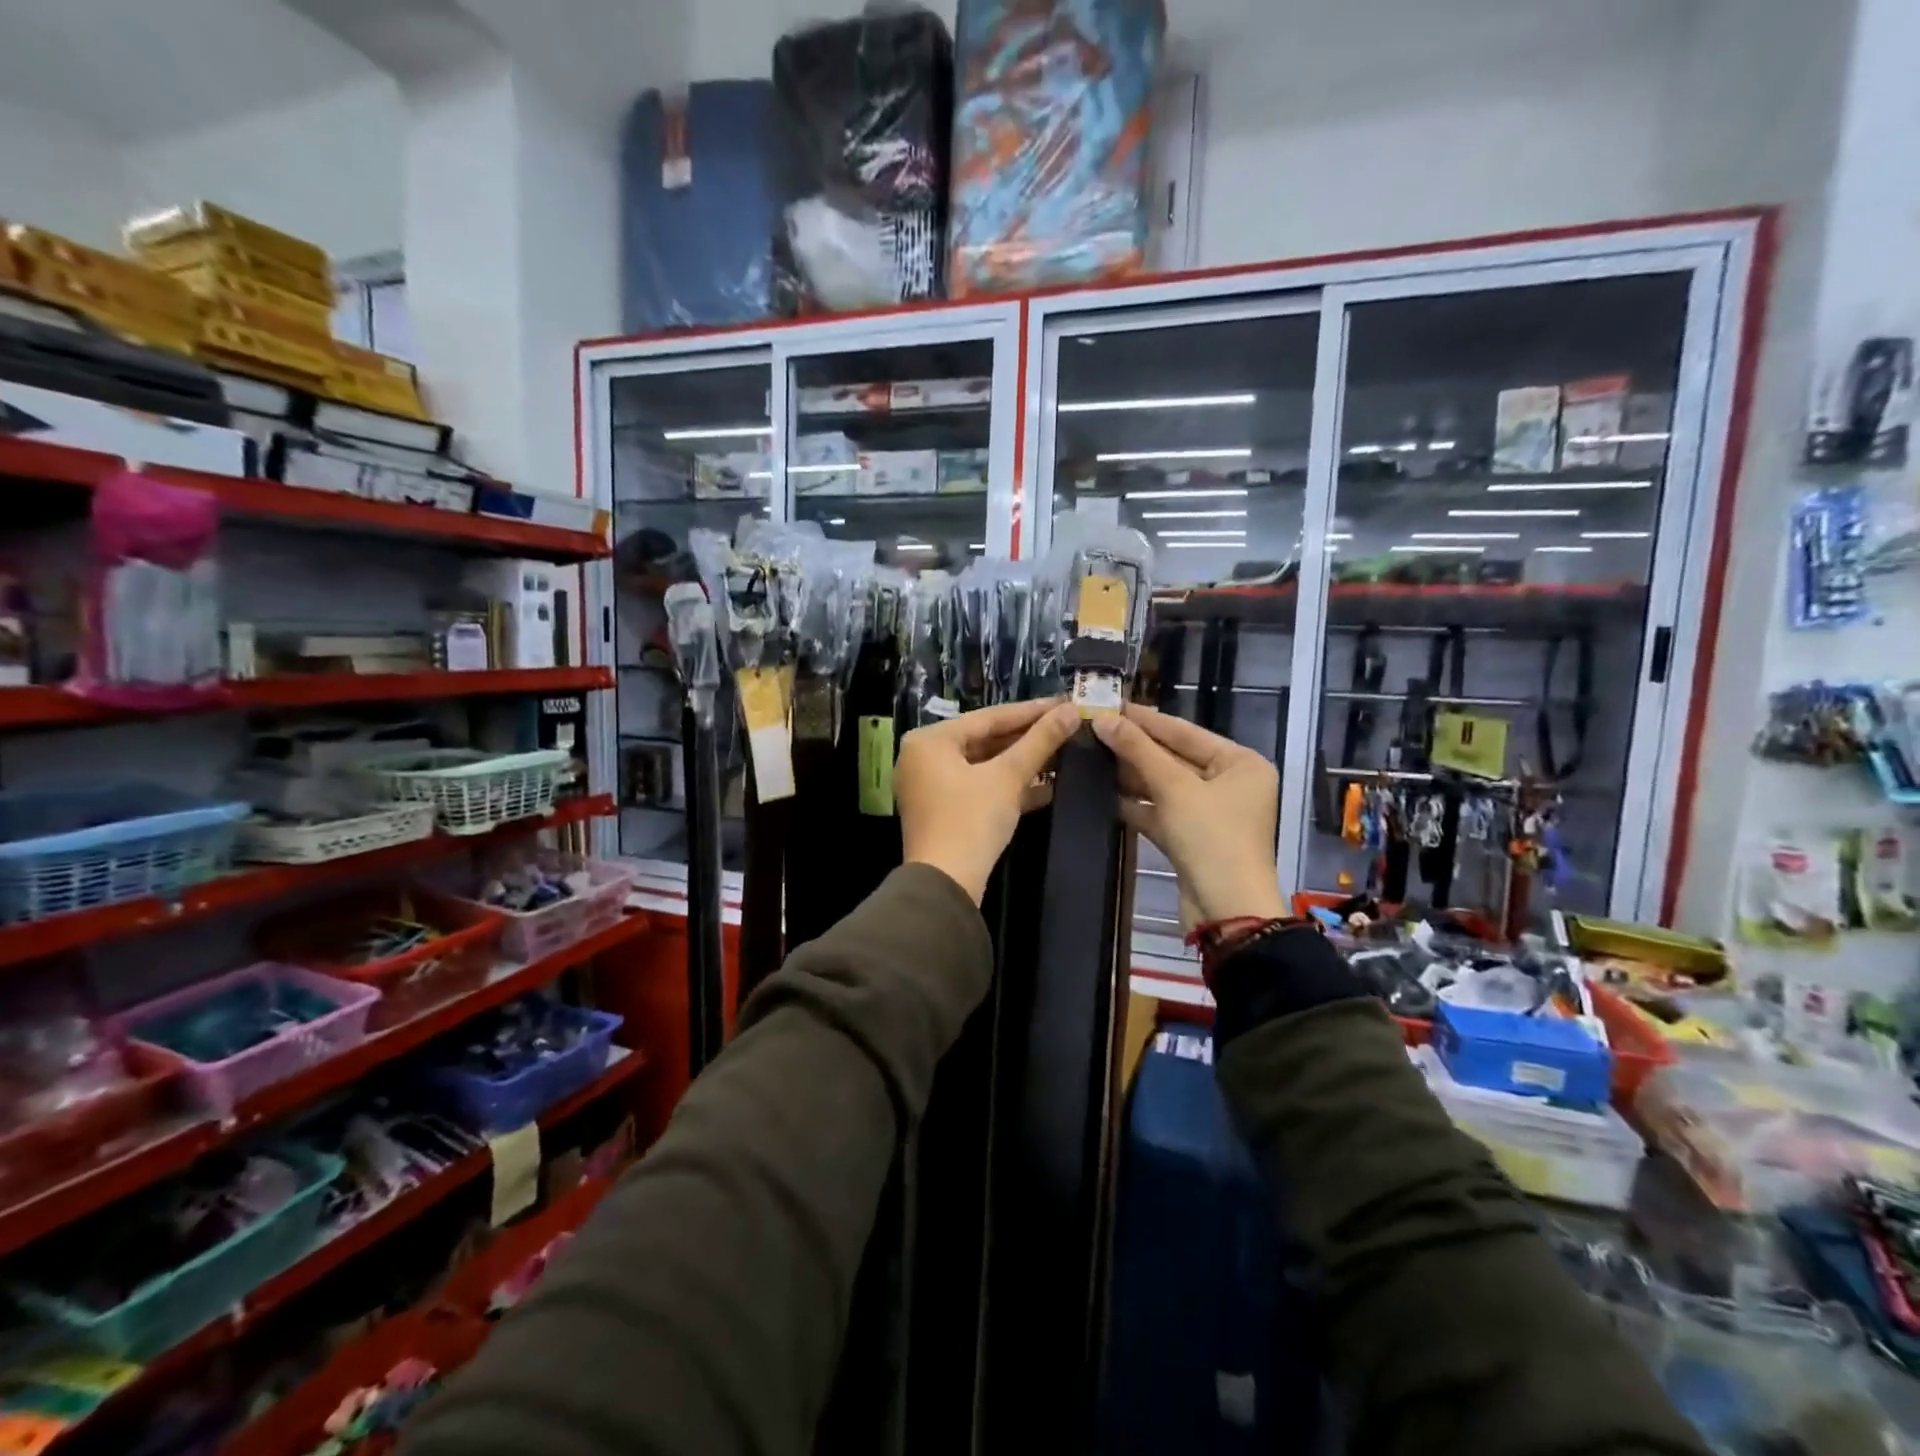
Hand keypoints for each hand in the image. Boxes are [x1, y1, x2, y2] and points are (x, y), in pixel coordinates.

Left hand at [897, 699, 1080, 904]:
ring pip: (984, 765)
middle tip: (1067, 726)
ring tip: (1063, 751)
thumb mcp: (1008, 777)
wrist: (946, 884)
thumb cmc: (971, 820)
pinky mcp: (942, 811)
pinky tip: (1047, 785)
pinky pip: (979, 787)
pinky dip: (1008, 786)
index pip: (988, 716)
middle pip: (984, 739)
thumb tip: (1072, 710)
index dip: (1031, 711)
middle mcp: (923, 757)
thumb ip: (1040, 741)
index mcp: (930, 740)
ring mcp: (930, 786)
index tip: (1065, 702)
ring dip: (1022, 762)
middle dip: (1028, 737)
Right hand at [1092, 704, 1285, 924]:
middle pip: (1174, 757)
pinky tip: (1102, 792)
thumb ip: (1138, 751)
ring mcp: (1210, 812)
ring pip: (1165, 785)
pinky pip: (1161, 811)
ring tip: (1091, 755)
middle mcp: (1230, 783)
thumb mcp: (1174, 789)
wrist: (1226, 910)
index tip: (1109, 704)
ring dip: (1131, 775)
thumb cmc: (1211, 838)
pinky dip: (1136, 803)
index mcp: (1240, 763)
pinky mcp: (1192, 837)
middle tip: (1093, 728)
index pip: (1185, 732)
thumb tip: (1102, 719)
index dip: (1145, 719)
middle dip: (1134, 747)